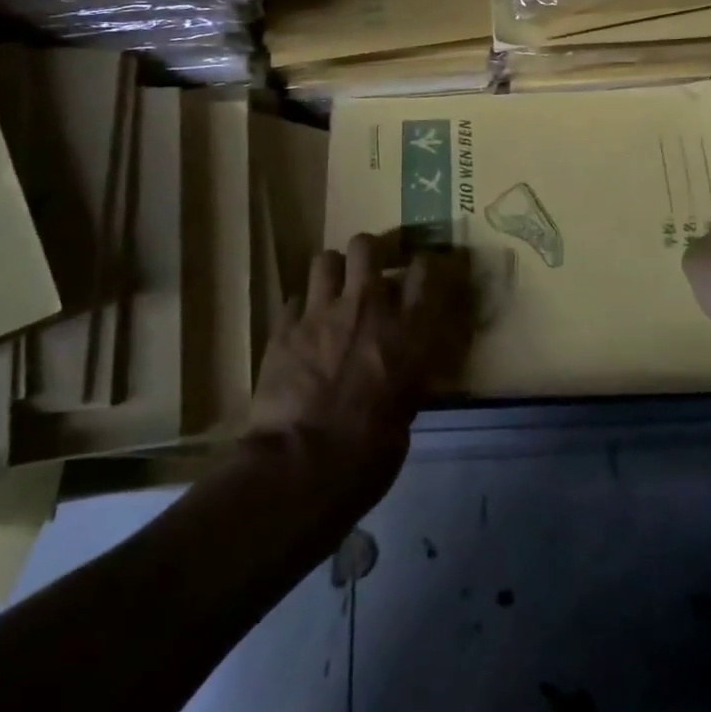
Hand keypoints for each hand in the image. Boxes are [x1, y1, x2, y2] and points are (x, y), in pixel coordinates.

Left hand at [246, 234, 473, 510]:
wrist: (303, 466)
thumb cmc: (369, 452)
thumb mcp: (406, 412)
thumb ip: (405, 374)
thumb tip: (400, 370)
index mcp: (408, 330)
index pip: (426, 270)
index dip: (425, 263)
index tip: (422, 270)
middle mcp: (367, 307)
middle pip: (366, 246)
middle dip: (368, 254)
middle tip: (368, 274)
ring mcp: (321, 312)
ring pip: (325, 260)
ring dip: (331, 274)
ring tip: (332, 294)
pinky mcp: (284, 327)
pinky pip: (293, 300)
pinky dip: (300, 311)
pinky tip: (300, 330)